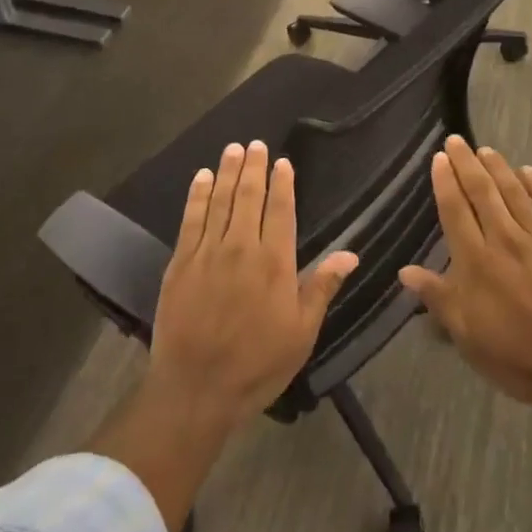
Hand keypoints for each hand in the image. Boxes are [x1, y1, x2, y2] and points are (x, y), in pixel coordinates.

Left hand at [148, 141, 359, 433]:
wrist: (196, 388)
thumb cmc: (257, 364)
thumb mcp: (301, 332)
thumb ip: (322, 287)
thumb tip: (351, 253)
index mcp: (275, 263)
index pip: (280, 210)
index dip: (282, 183)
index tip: (282, 162)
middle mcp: (241, 247)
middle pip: (249, 196)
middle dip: (254, 167)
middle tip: (256, 143)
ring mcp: (208, 252)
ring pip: (221, 200)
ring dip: (228, 172)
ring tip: (233, 149)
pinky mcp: (181, 262)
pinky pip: (191, 219)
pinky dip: (198, 195)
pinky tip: (203, 178)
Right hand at [399, 137, 531, 414]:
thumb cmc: (517, 356)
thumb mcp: (467, 335)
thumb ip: (438, 298)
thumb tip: (405, 271)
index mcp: (476, 261)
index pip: (455, 210)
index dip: (445, 182)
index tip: (439, 158)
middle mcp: (504, 240)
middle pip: (482, 192)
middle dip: (467, 164)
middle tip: (457, 140)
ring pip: (514, 193)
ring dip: (499, 168)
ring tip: (486, 150)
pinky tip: (530, 172)